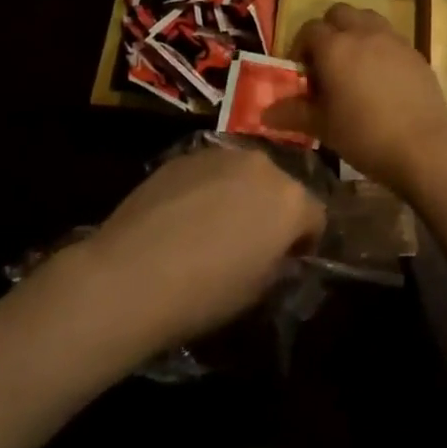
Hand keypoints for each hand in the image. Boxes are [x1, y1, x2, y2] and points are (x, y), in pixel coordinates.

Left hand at [80, 145, 323, 347]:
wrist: (131, 275)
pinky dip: (206, 189)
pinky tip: (182, 219)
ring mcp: (222, 153)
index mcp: (290, 199)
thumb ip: (278, 263)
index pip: (315, 216)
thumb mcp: (257, 291)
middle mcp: (262, 164)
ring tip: (212, 228)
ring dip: (239, 195)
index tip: (288, 262)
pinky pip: (210, 171)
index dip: (304, 241)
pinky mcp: (186, 154)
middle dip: (271, 211)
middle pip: (279, 186)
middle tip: (250, 244)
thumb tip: (276, 254)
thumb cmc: (204, 293)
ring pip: (244, 174)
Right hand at [267, 3, 446, 193]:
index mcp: (335, 47)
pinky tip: (381, 77)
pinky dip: (379, 45)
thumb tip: (265, 114)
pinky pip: (389, 36)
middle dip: (328, 30)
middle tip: (326, 63)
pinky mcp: (413, 50)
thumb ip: (294, 114)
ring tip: (354, 65)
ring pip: (367, 18)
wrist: (422, 145)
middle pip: (339, 13)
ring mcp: (392, 38)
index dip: (301, 47)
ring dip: (355, 31)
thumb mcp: (323, 127)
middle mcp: (363, 33)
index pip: (310, 29)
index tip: (303, 74)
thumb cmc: (365, 135)